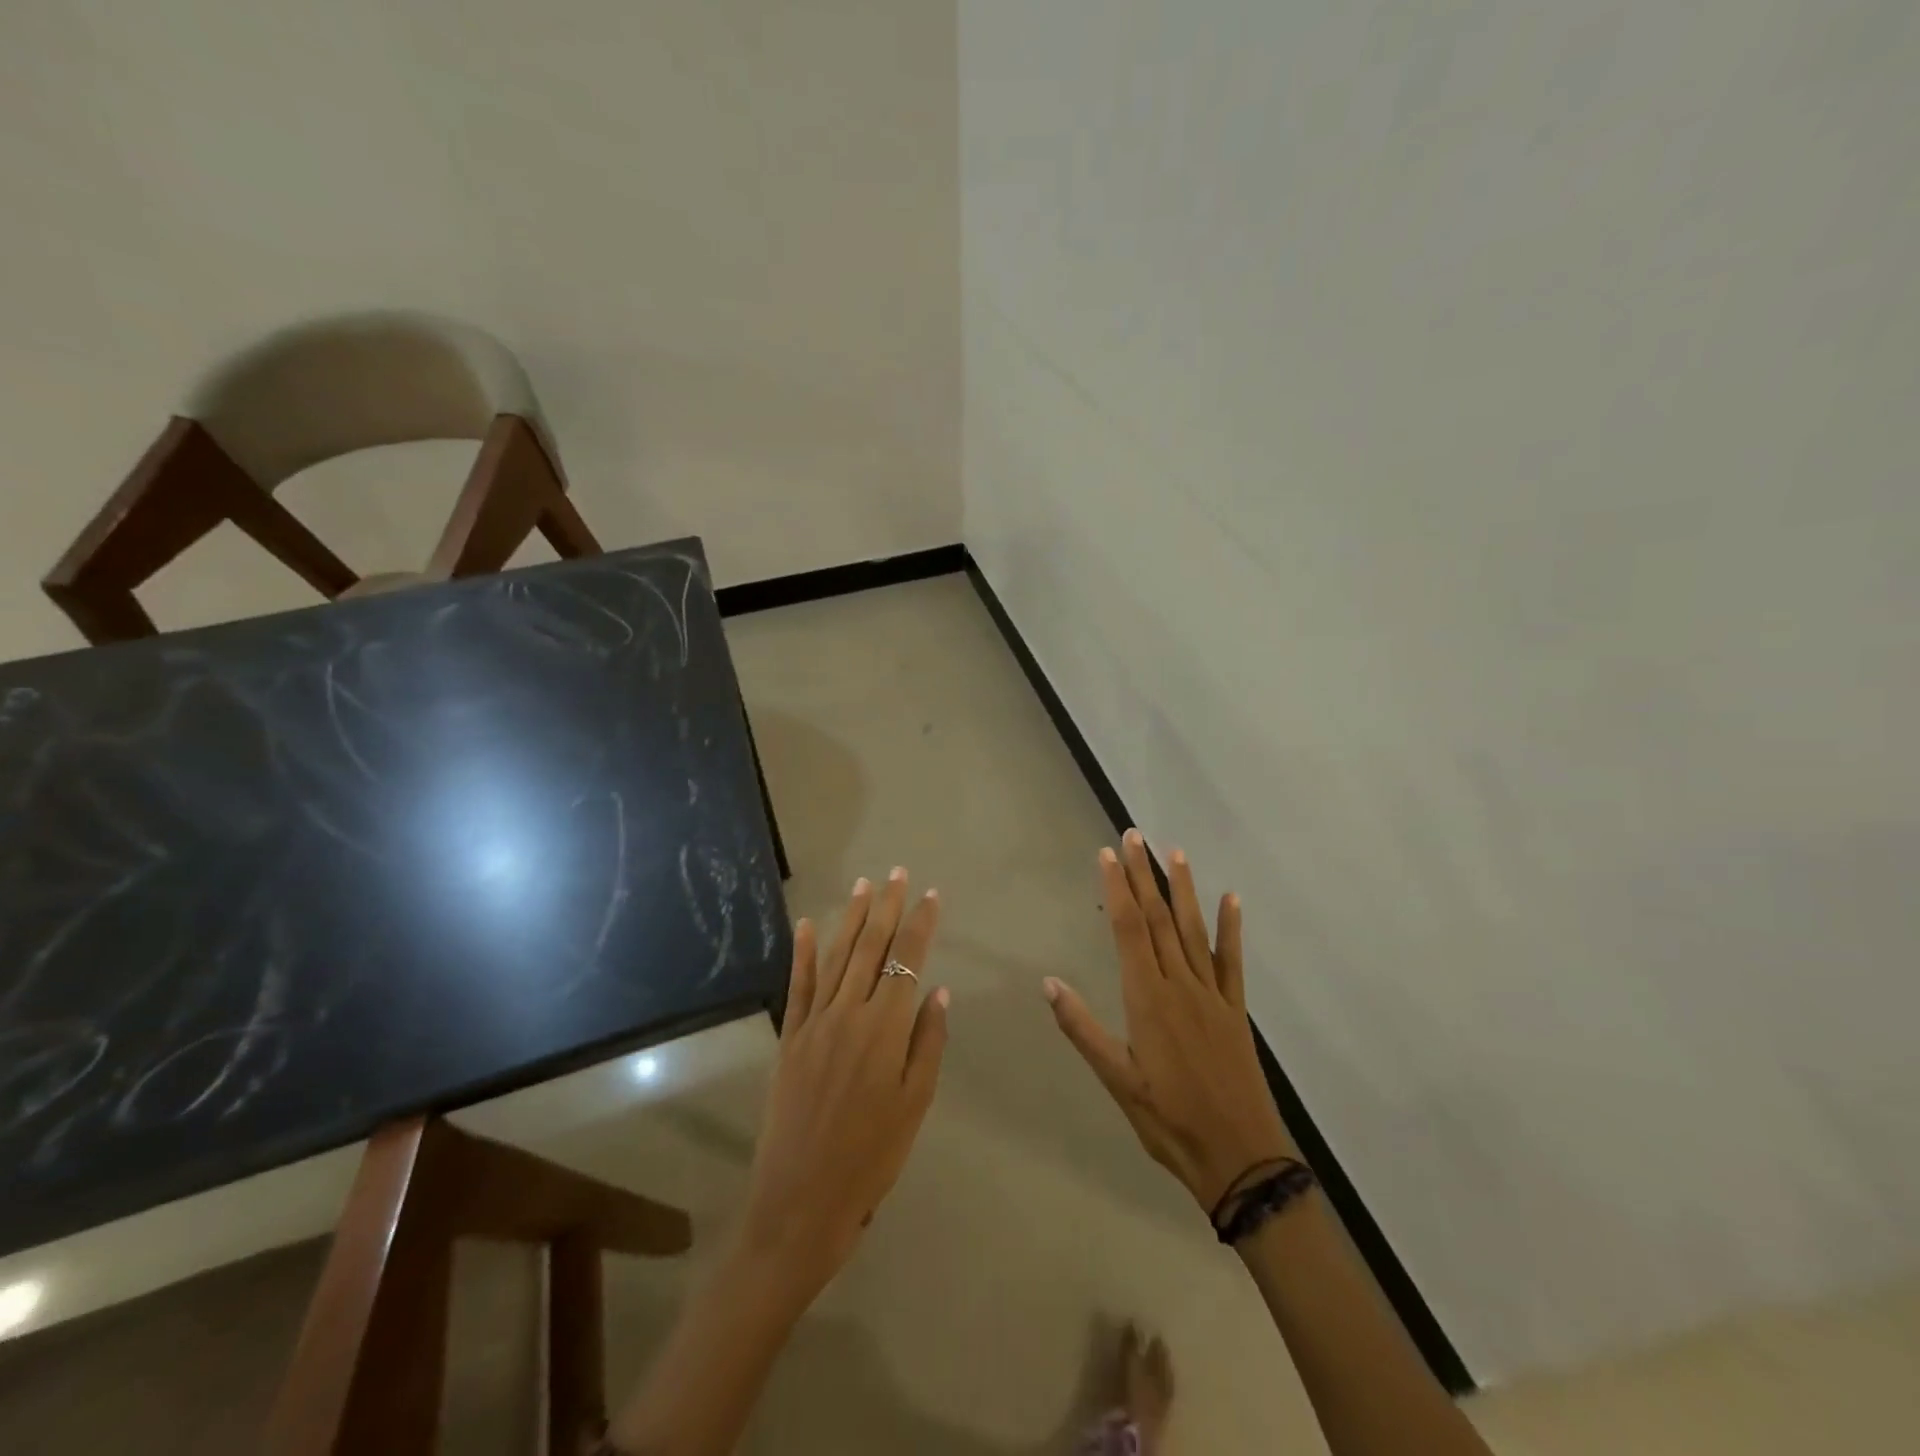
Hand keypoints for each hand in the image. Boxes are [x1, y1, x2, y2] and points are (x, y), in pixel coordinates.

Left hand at [739, 868, 948, 1298]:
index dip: (921, 924)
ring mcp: (815, 1022)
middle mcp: (850, 1013)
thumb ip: (928, 1043)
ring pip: (836, 957)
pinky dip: (801, 953)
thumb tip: (937, 992)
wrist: (801, 1201)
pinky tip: (805, 925)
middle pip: (871, 948)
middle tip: (897, 873)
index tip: (931, 894)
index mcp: (886, 1028)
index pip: (907, 960)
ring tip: (864, 886)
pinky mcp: (789, 1038)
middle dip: (887, 907)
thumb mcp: (915, 1104)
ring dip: (851, 918)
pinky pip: (797, 985)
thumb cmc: (871, 1157)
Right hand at [1045, 831, 1294, 1212]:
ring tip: (1174, 853)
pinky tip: (1231, 899)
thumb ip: (1083, 1029)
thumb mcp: (1117, 1081)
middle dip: (1144, 875)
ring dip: (1183, 889)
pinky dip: (1232, 928)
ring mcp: (1212, 994)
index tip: (1108, 854)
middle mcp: (1180, 985)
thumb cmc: (1169, 1121)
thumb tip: (1049, 982)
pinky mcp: (1235, 1009)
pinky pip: (1232, 961)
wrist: (1240, 1157)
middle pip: (1159, 919)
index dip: (1118, 889)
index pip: (1130, 930)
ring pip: (1193, 931)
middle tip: (1135, 836)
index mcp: (1148, 999)